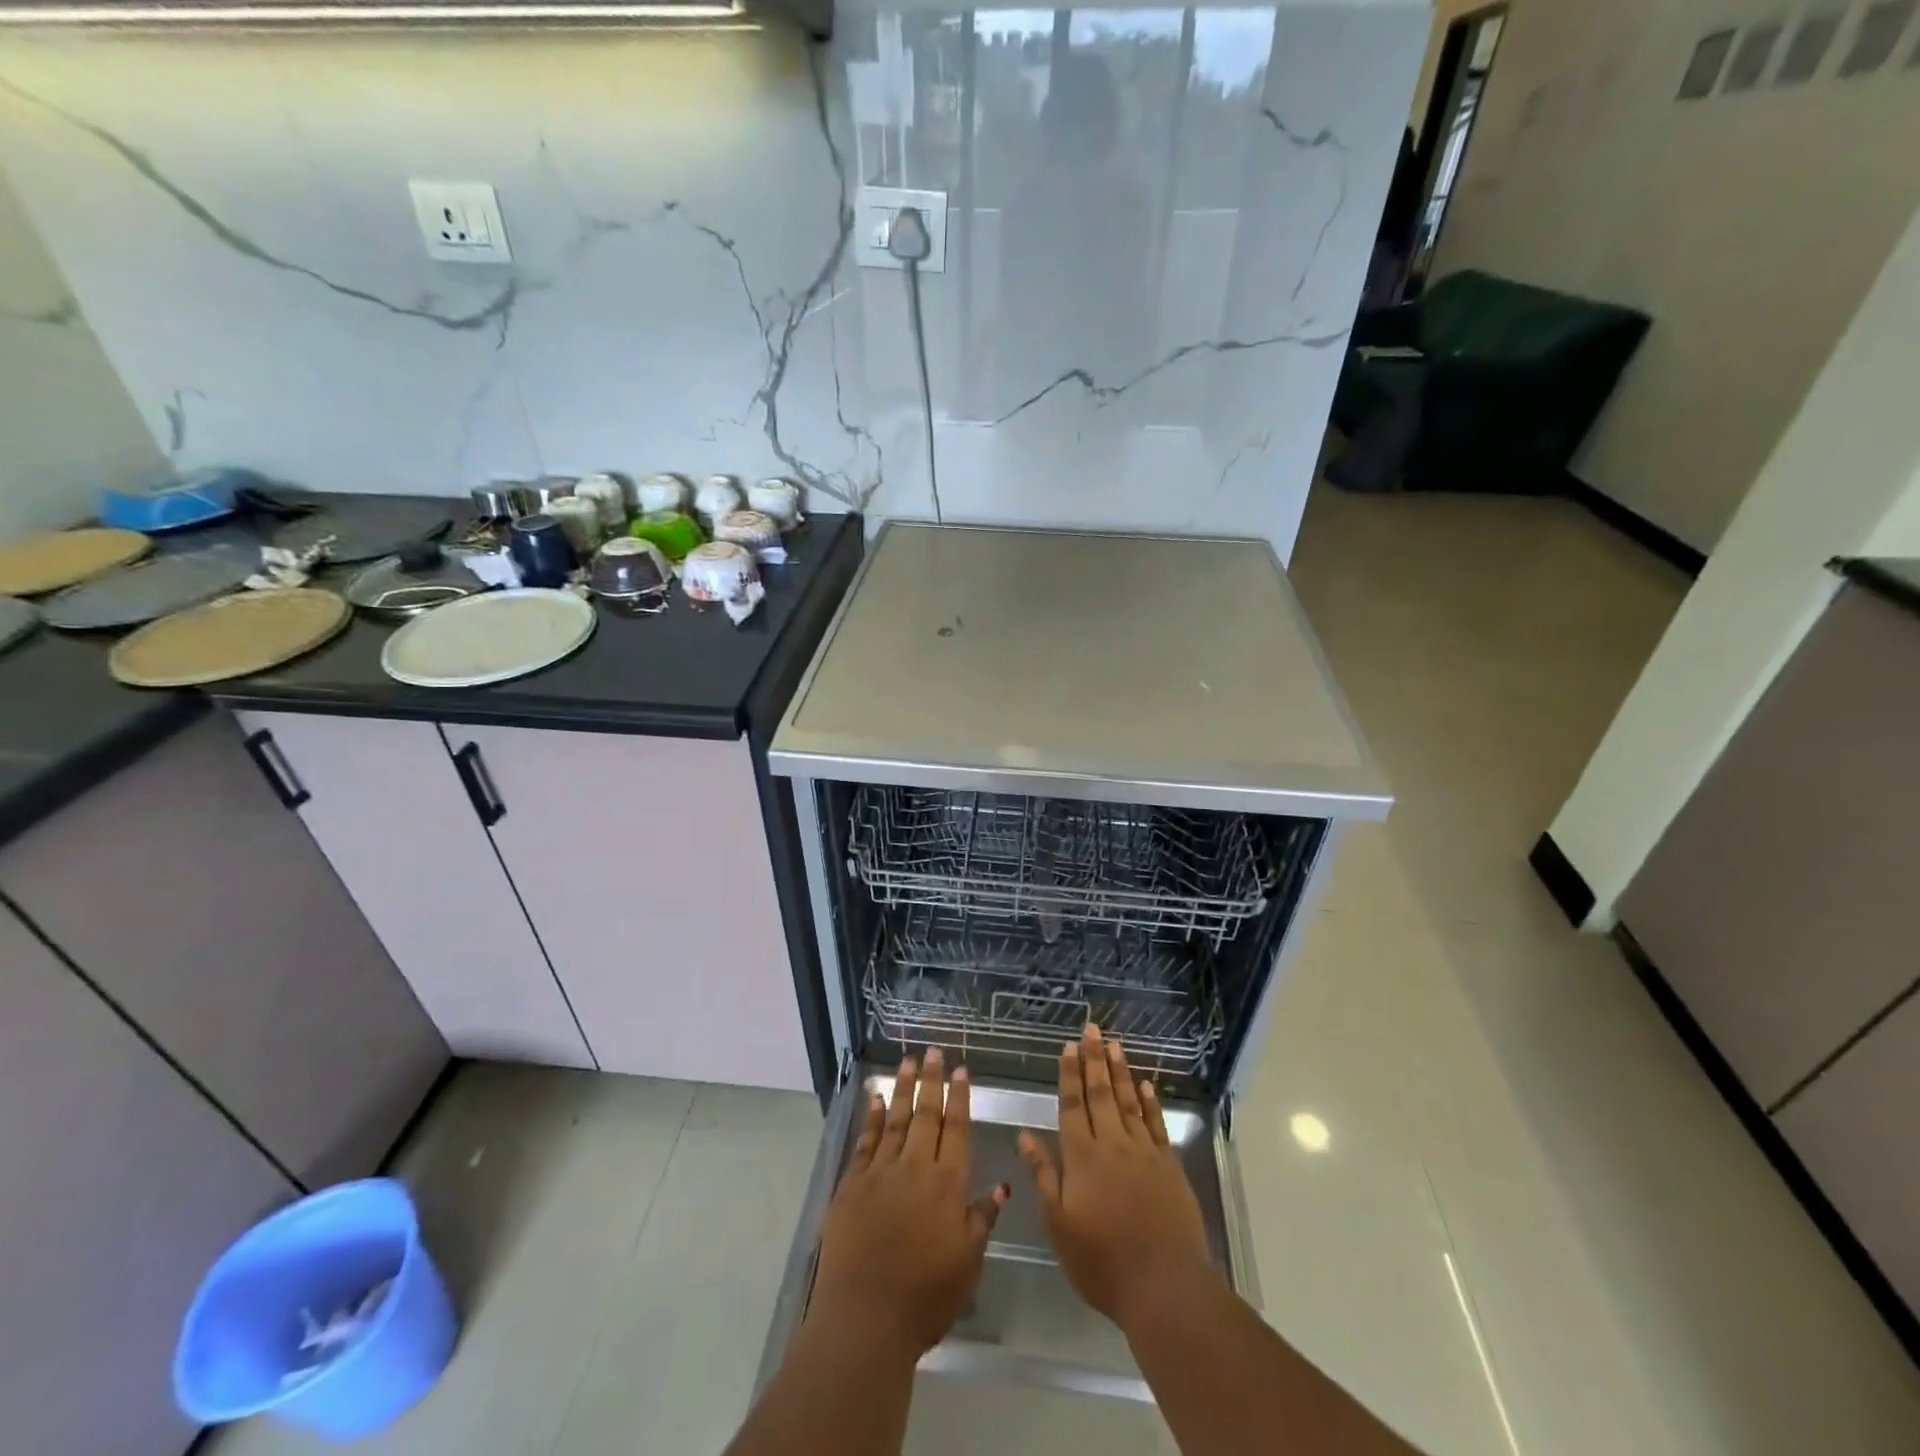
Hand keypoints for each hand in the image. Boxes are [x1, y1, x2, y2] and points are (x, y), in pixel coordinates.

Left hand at [809, 1048, 1010, 1357]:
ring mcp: (880, 1173)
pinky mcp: (851, 1185)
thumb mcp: (968, 1263)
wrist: (865, 1320)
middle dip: (931, 1080)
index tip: (961, 1069)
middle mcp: (915, 1168)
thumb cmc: (926, 1297)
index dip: (960, 1097)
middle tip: (933, 1051)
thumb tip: (1000, 1184)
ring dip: (902, 1088)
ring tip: (907, 1061)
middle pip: (926, 1115)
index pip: (956, 1129)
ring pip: (894, 1119)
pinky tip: (873, 1099)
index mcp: (947, 1185)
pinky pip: (864, 1141)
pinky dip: (870, 1118)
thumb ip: (982, 1218)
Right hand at [1019, 1025, 1215, 1329]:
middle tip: (1092, 1028)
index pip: (1072, 1105)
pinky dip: (1150, 1103)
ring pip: (1128, 1101)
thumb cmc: (1102, 1261)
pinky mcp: (1169, 1166)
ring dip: (1120, 1071)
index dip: (1069, 1074)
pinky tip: (1145, 1085)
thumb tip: (1024, 1134)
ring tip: (1115, 1044)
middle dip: (1094, 1059)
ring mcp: (1143, 1152)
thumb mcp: (1059, 1224)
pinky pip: (1156, 1124)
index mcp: (1081, 1157)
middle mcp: (1112, 1144)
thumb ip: (1043, 1175)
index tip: (1068, 1045)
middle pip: (1101, 1093)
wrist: (1164, 1286)